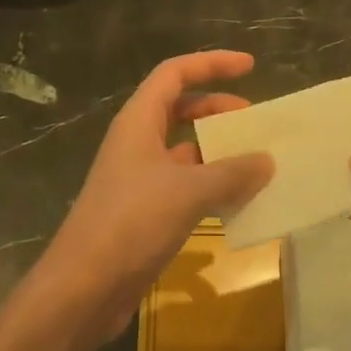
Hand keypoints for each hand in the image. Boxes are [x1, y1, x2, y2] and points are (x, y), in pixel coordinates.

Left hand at [35, 51, 272, 340]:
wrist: (83, 287)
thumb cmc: (131, 223)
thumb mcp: (188, 192)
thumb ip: (231, 173)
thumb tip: (266, 160)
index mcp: (138, 120)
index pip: (175, 73)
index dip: (211, 63)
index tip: (250, 66)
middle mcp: (137, 141)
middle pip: (180, 108)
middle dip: (218, 108)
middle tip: (255, 120)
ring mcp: (139, 176)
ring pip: (184, 149)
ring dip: (218, 150)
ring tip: (257, 161)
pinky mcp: (144, 209)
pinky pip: (185, 183)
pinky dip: (211, 185)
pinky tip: (239, 200)